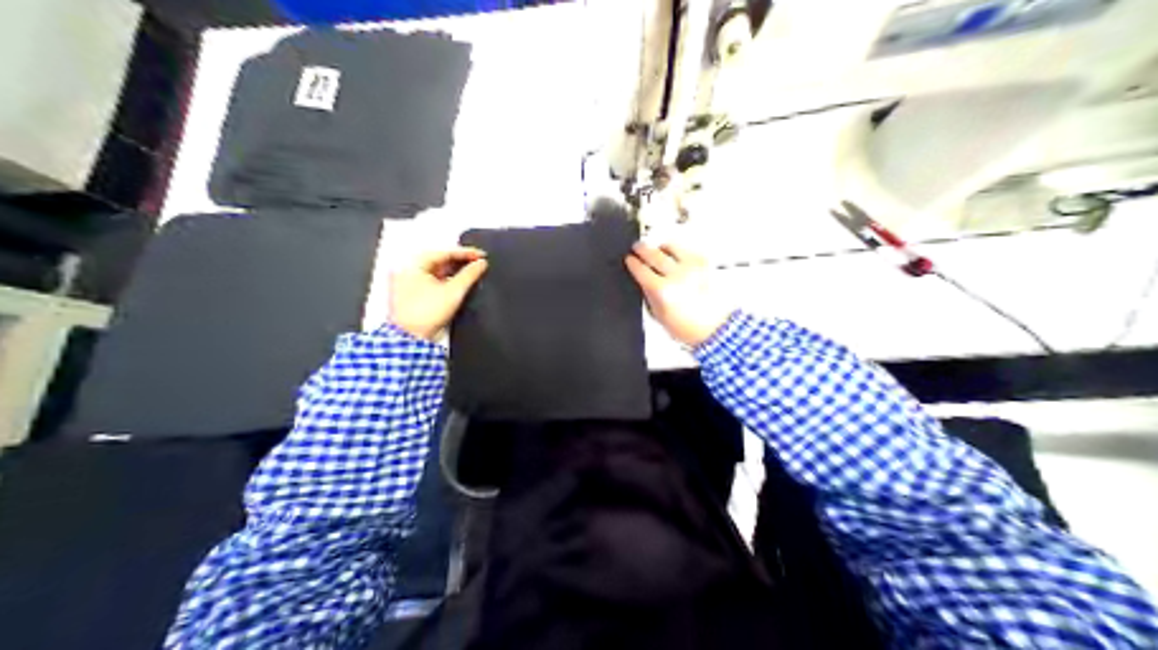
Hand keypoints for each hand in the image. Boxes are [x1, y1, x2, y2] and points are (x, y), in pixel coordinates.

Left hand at [389, 246, 486, 341]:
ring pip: (436, 271)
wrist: (410, 339)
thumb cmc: (427, 313)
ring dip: (454, 272)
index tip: (482, 255)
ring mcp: (408, 283)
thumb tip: (481, 263)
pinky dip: (446, 281)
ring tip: (472, 273)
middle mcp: (407, 270)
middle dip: (460, 262)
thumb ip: (470, 275)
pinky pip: (432, 281)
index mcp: (413, 264)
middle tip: (478, 263)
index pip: (444, 252)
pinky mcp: (412, 295)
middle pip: (439, 260)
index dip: (465, 253)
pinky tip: (459, 284)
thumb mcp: (453, 292)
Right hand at [624, 242, 729, 346]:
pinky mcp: (704, 264)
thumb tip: (642, 280)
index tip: (629, 259)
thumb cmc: (690, 327)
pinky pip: (686, 250)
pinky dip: (678, 251)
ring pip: (671, 246)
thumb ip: (649, 295)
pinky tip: (675, 257)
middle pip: (654, 253)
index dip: (632, 263)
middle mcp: (677, 275)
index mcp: (663, 291)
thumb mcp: (660, 316)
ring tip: (657, 250)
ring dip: (660, 247)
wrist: (716, 327)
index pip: (641, 270)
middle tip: (637, 247)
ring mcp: (692, 267)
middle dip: (642, 249)